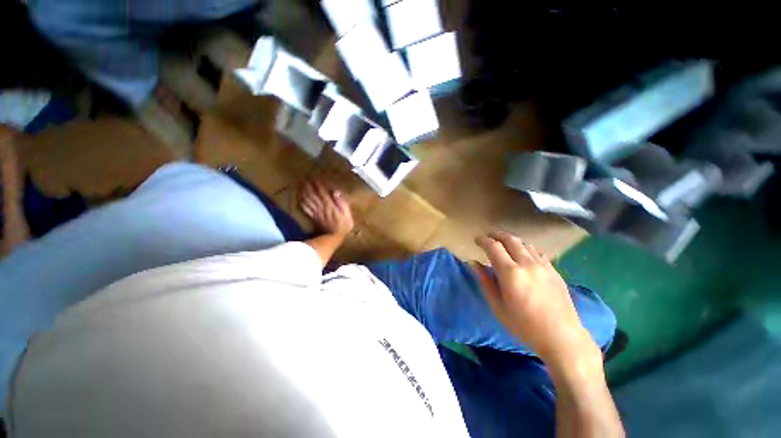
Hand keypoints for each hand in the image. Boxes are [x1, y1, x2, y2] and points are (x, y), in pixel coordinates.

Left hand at [299, 178, 353, 237]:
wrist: (334, 237)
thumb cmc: (343, 225)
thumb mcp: (347, 212)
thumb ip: (341, 202)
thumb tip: (335, 191)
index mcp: (329, 204)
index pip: (322, 191)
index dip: (318, 184)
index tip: (314, 177)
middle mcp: (321, 206)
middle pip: (312, 194)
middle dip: (308, 185)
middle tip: (304, 178)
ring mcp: (315, 212)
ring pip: (307, 200)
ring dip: (303, 192)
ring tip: (300, 185)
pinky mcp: (312, 217)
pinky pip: (305, 208)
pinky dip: (301, 202)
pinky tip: (299, 199)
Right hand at [473, 230, 598, 365]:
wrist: (561, 337)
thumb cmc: (524, 325)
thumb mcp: (497, 306)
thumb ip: (485, 281)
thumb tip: (473, 263)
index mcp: (511, 273)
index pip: (493, 247)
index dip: (483, 240)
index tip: (477, 239)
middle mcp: (527, 264)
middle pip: (510, 240)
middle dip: (497, 234)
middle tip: (488, 234)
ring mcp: (543, 266)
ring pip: (525, 244)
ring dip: (512, 240)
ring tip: (504, 243)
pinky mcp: (554, 271)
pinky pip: (537, 253)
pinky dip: (526, 249)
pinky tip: (523, 255)